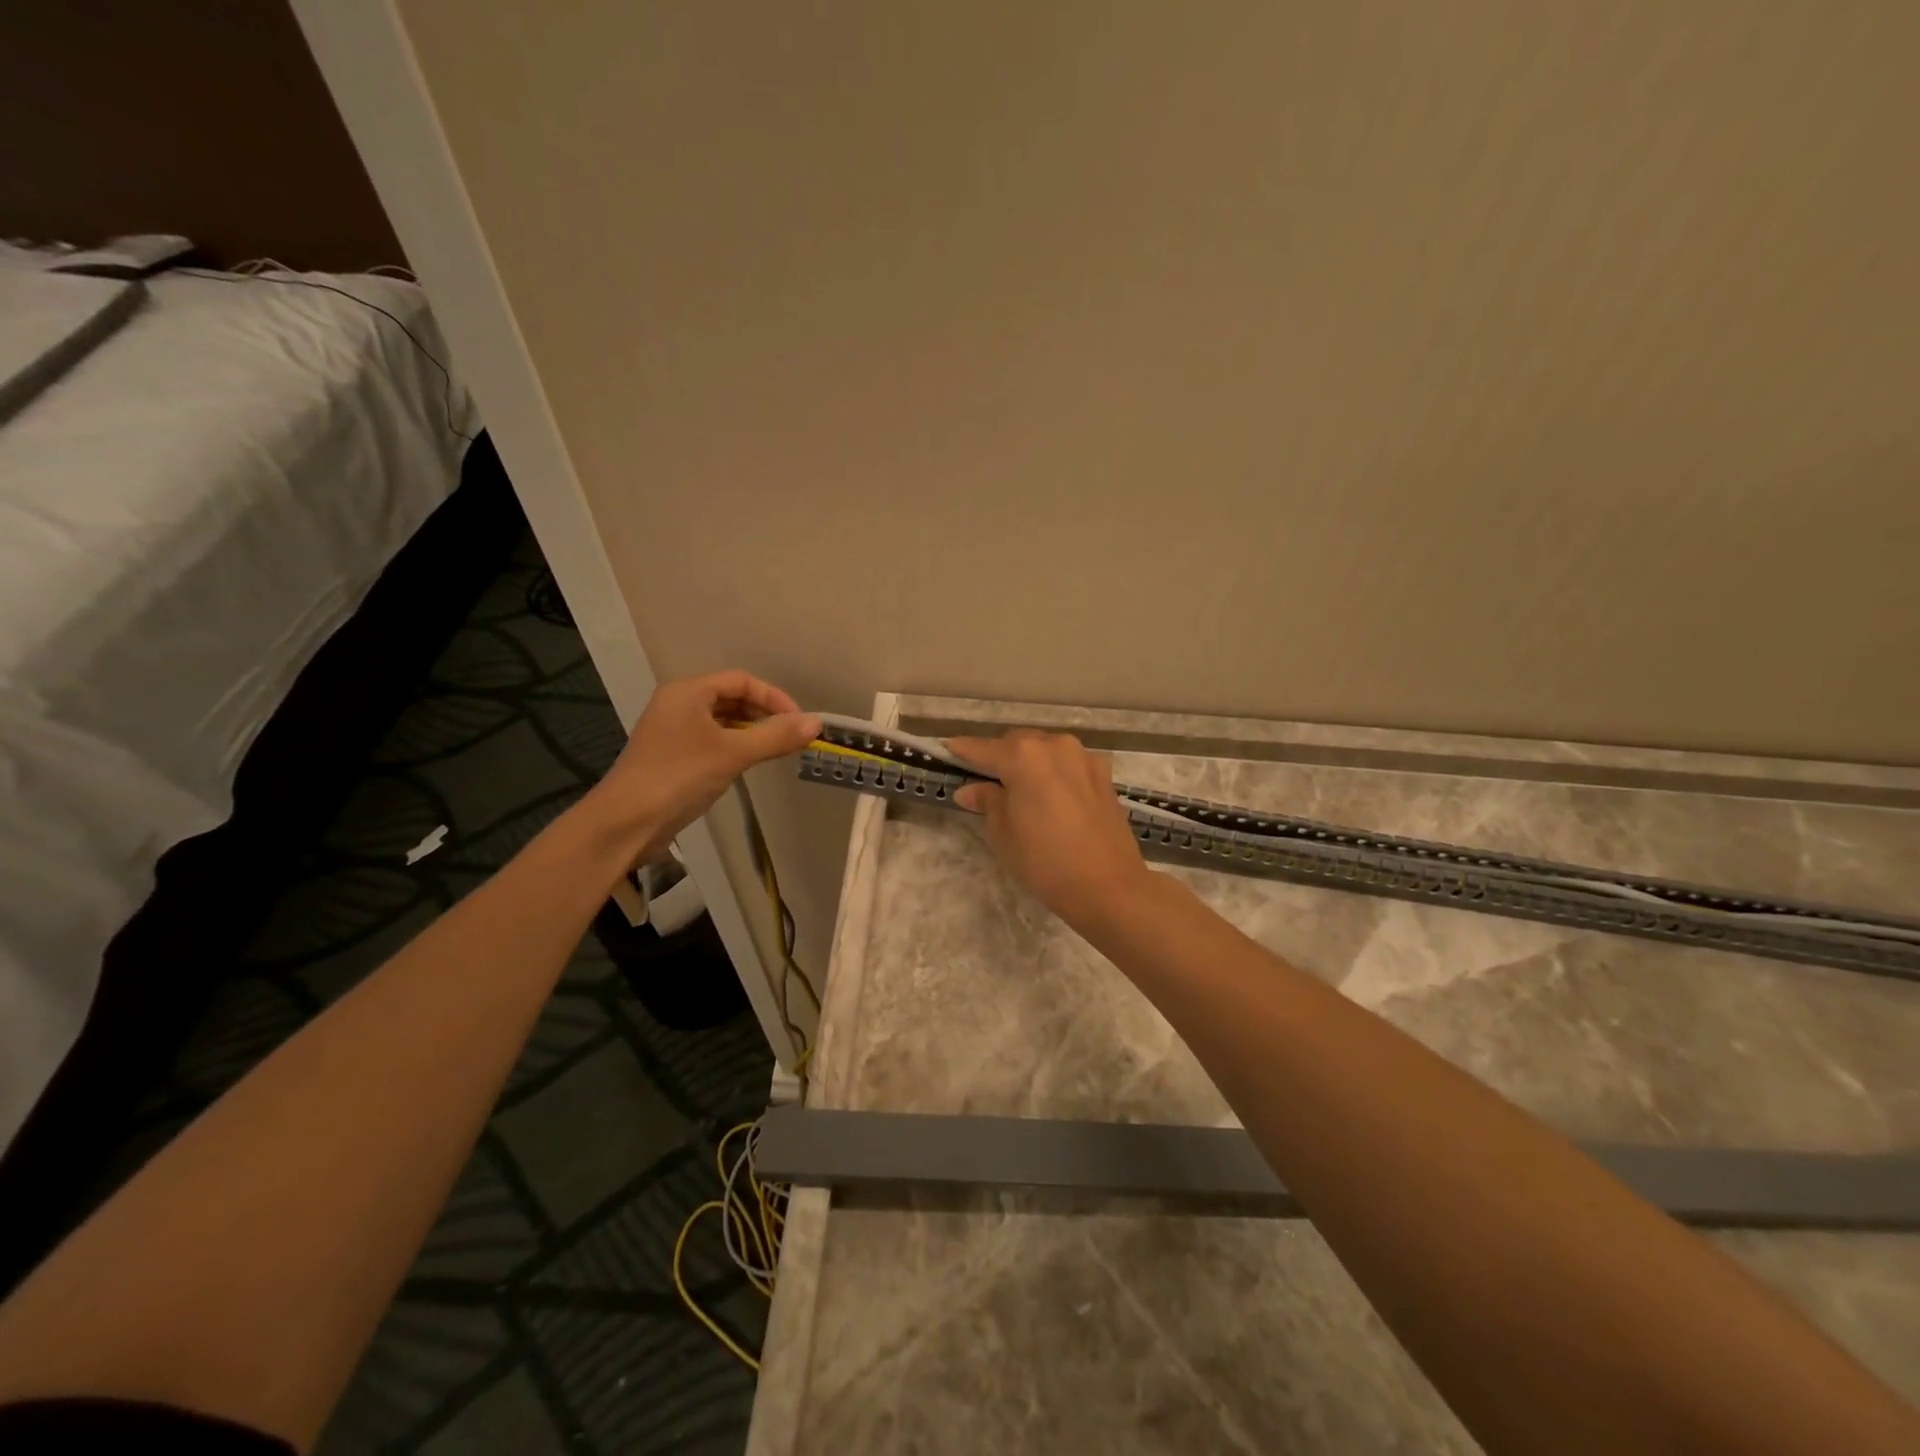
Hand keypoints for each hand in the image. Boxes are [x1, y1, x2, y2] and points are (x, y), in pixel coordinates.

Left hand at [586, 670, 819, 863]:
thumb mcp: (733, 754)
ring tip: (774, 749)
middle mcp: (678, 703)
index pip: (742, 680)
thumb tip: (816, 723)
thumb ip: (775, 737)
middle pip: (731, 697)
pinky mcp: (671, 756)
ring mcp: (672, 730)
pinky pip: (711, 740)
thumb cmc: (679, 777)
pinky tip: (747, 763)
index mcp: (688, 691)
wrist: (625, 822)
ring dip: (750, 731)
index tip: (798, 722)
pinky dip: (734, 746)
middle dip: (763, 714)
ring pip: (721, 720)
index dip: (774, 697)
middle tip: (789, 736)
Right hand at [947, 730, 1152, 931]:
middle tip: (985, 781)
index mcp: (1024, 756)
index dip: (962, 751)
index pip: (982, 748)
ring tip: (1021, 790)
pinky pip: (1069, 764)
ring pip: (1046, 750)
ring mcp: (1083, 757)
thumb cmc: (1044, 861)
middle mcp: (1054, 746)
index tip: (947, 751)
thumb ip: (987, 802)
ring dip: (1030, 763)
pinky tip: (1052, 796)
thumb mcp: (1003, 833)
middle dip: (999, 757)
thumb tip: (970, 790)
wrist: (1107, 886)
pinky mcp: (1104, 775)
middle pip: (1017, 743)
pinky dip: (1055, 773)